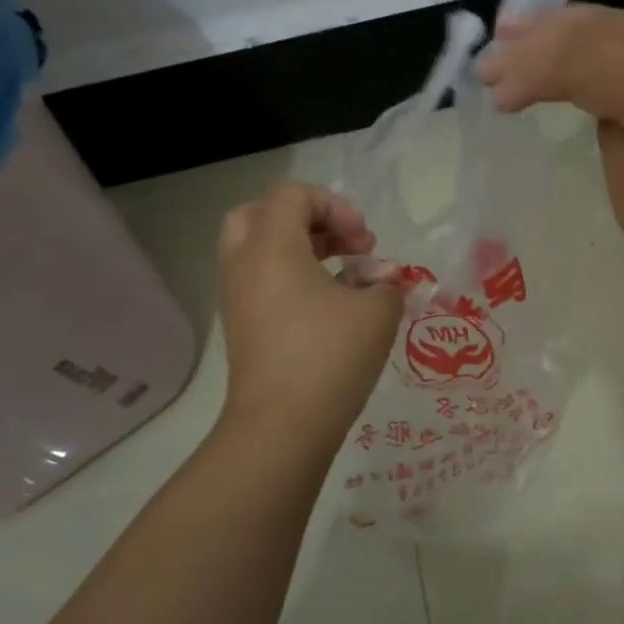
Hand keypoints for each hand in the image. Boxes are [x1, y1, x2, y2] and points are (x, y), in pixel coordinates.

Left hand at [215, 183, 403, 441]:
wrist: (281, 428)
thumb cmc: (330, 357)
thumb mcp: (377, 312)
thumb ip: (387, 282)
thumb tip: (383, 277)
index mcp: (271, 247)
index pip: (294, 195)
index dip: (336, 207)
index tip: (365, 243)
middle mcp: (244, 264)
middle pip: (262, 214)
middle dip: (309, 220)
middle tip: (343, 245)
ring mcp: (237, 298)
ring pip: (258, 249)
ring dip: (301, 250)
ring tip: (344, 275)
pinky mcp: (241, 327)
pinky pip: (260, 281)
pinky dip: (291, 277)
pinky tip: (329, 306)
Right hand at [479, 5, 623, 333]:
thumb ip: (613, 144)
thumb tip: (604, 107)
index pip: (587, 61)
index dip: (533, 72)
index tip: (491, 97)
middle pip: (604, 29)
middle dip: (540, 41)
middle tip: (488, 60)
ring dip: (567, 29)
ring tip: (514, 32)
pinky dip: (603, 40)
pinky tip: (574, 41)